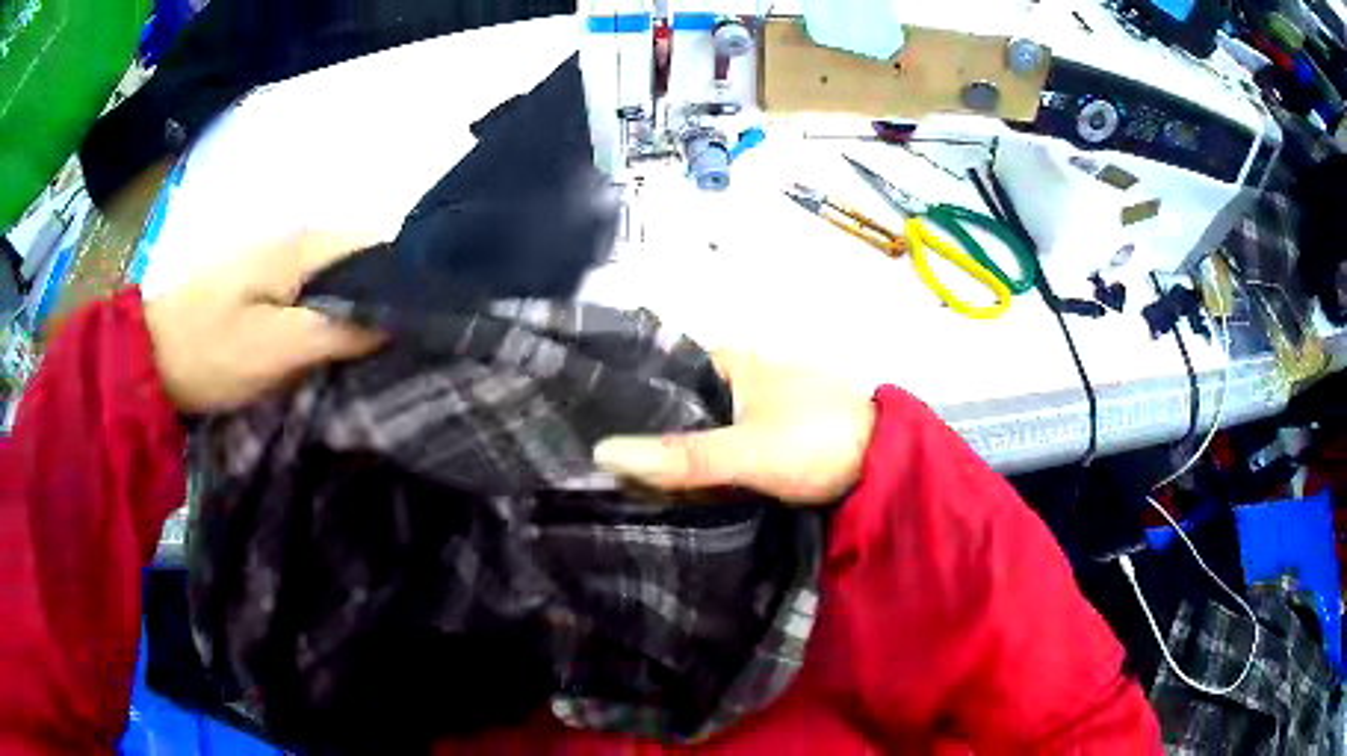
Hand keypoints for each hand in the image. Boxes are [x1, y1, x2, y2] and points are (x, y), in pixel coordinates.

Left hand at [143, 231, 385, 413]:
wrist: (149, 358)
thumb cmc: (211, 351)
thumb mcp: (277, 348)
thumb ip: (340, 330)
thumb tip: (400, 318)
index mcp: (303, 245)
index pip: (377, 241)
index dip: (407, 274)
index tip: (424, 320)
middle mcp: (295, 240)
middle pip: (360, 258)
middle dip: (385, 295)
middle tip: (403, 345)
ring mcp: (275, 259)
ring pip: (336, 276)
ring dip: (356, 307)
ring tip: (377, 349)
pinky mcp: (260, 282)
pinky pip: (312, 290)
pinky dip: (329, 313)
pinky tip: (333, 343)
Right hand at [593, 351, 875, 504]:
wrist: (885, 467)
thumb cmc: (817, 441)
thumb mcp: (747, 451)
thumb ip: (681, 456)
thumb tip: (602, 453)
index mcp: (732, 361)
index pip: (662, 366)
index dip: (624, 390)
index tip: (583, 419)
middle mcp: (740, 377)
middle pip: (677, 401)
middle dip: (642, 426)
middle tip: (593, 460)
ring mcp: (756, 408)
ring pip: (699, 426)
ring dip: (670, 447)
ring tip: (616, 476)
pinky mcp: (769, 438)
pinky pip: (720, 446)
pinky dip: (698, 462)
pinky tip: (672, 484)